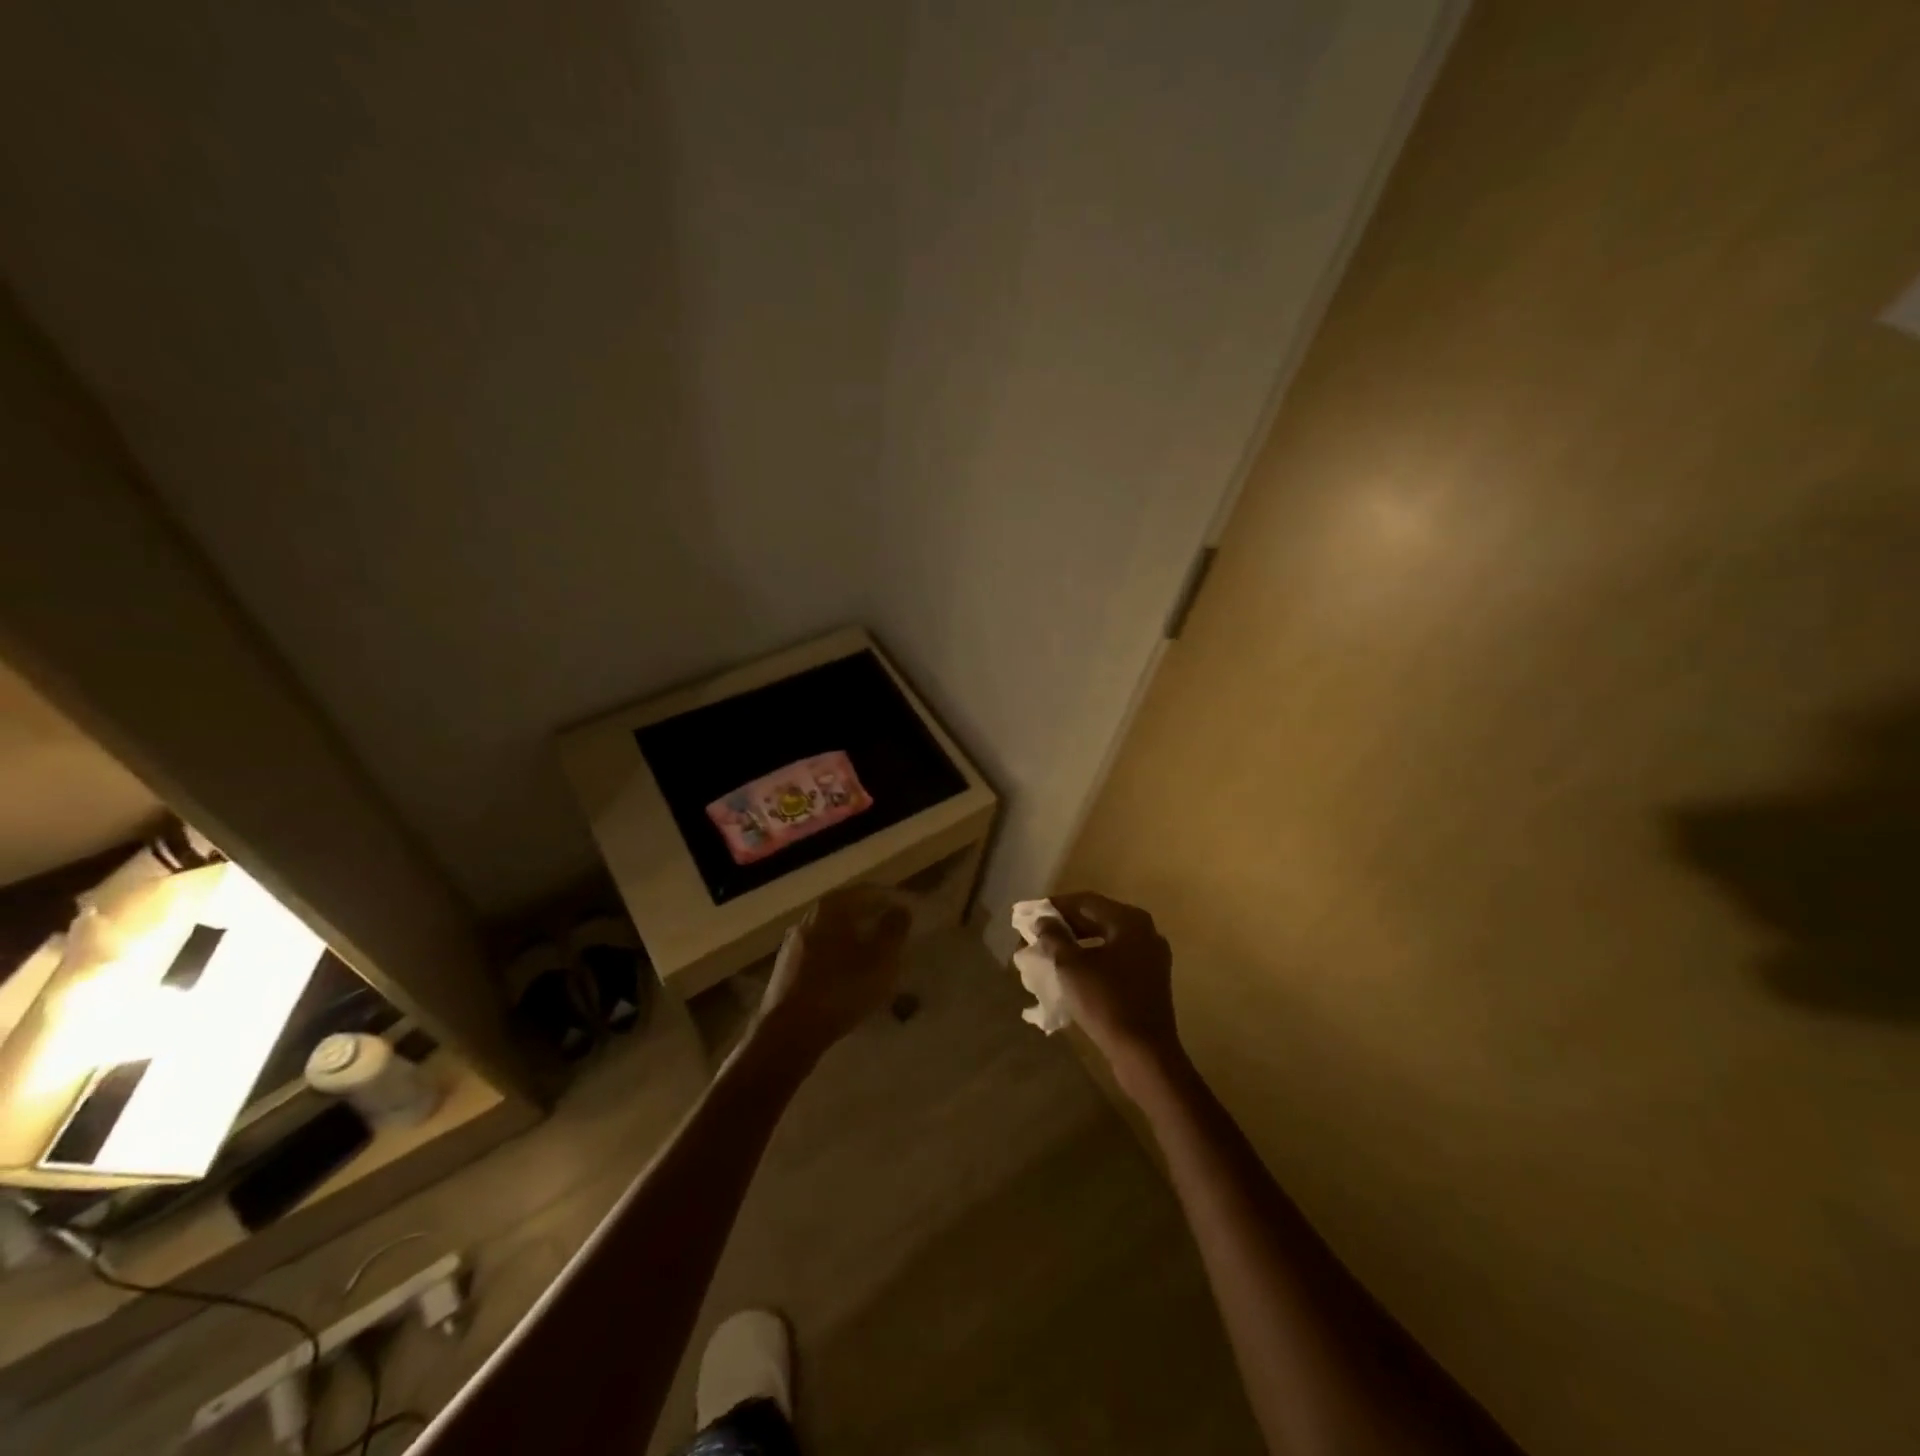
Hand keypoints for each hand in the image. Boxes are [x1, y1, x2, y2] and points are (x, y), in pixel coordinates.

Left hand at [756, 884, 912, 1063]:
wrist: (789, 1032)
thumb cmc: (841, 988)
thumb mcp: (880, 959)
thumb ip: (893, 930)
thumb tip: (900, 909)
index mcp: (831, 908)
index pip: (866, 891)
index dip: (890, 898)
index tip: (908, 909)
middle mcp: (808, 919)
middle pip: (847, 911)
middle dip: (872, 919)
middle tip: (894, 932)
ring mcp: (793, 945)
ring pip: (833, 934)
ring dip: (855, 941)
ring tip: (876, 956)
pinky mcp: (786, 971)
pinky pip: (821, 955)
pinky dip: (840, 959)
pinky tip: (850, 977)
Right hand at [1033, 891, 1181, 1083]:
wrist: (1144, 1053)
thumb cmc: (1106, 1002)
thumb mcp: (1071, 966)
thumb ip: (1054, 937)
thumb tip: (1043, 921)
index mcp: (1129, 920)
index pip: (1085, 901)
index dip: (1055, 907)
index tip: (1029, 916)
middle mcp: (1145, 931)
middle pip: (1097, 918)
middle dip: (1065, 926)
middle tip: (1036, 935)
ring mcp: (1151, 957)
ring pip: (1106, 940)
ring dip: (1077, 943)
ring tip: (1049, 953)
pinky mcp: (1150, 980)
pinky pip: (1116, 959)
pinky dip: (1093, 959)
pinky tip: (1072, 972)